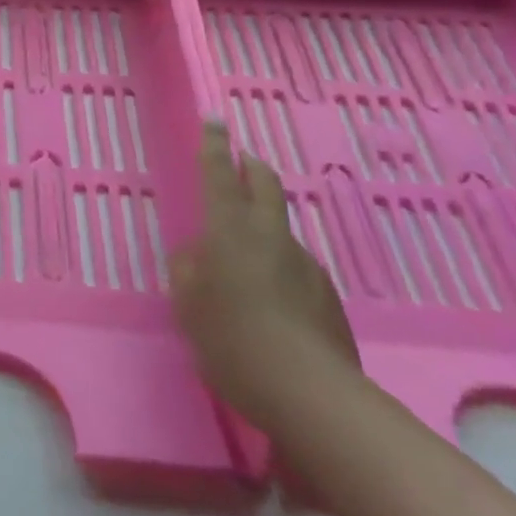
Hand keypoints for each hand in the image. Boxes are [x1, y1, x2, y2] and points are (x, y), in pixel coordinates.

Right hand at [173, 124, 358, 423]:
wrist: (310, 394)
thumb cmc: (232, 341)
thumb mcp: (188, 305)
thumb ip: (188, 270)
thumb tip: (197, 254)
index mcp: (230, 232)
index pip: (219, 176)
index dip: (214, 147)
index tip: (215, 121)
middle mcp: (270, 237)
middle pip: (265, 186)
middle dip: (252, 168)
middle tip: (242, 162)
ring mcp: (305, 265)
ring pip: (280, 230)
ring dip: (264, 226)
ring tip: (245, 257)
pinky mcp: (327, 296)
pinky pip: (295, 267)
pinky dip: (279, 268)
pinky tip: (270, 301)